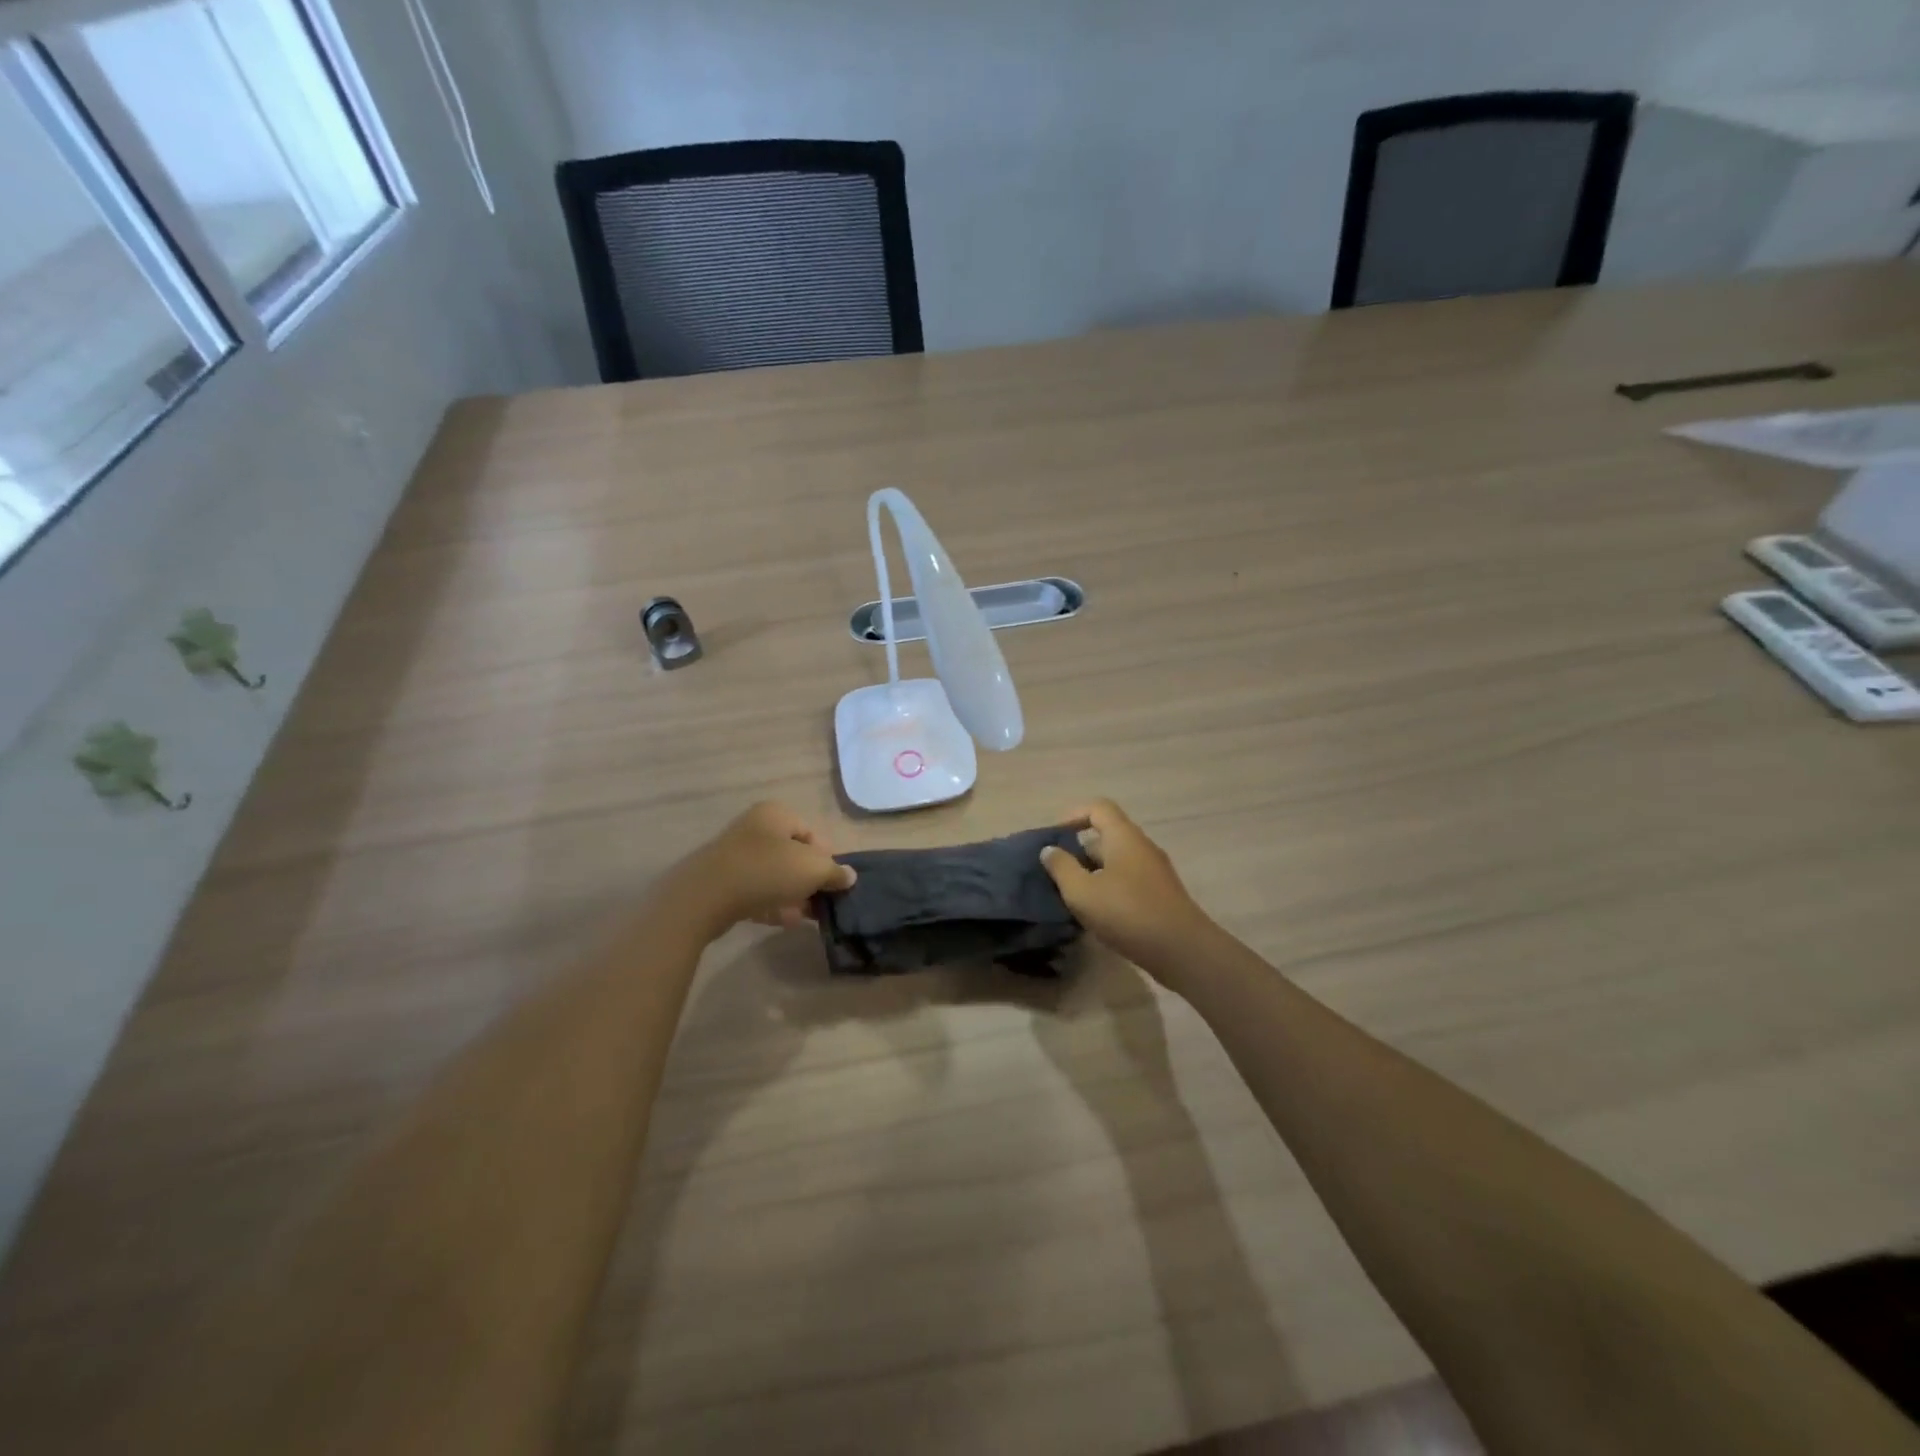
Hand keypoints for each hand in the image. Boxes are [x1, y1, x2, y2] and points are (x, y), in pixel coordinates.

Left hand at [666, 802, 856, 940]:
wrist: (706, 897)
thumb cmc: (767, 871)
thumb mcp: (813, 869)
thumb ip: (835, 872)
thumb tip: (849, 876)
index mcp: (776, 814)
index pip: (812, 834)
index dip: (827, 859)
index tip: (833, 882)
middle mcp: (755, 828)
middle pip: (793, 855)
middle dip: (809, 880)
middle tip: (822, 901)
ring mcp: (736, 855)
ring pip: (775, 875)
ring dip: (793, 894)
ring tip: (806, 916)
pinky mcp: (723, 881)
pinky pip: (755, 890)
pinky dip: (772, 903)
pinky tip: (785, 921)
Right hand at [1040, 800, 1216, 981]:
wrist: (1182, 950)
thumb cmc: (1128, 913)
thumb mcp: (1082, 892)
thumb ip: (1062, 867)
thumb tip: (1049, 849)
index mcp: (1124, 837)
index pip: (1098, 807)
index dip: (1073, 815)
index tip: (1054, 838)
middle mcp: (1141, 847)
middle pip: (1106, 835)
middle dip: (1078, 851)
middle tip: (1056, 873)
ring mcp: (1154, 871)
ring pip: (1116, 861)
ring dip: (1092, 873)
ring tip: (1071, 896)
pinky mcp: (1160, 894)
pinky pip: (1128, 880)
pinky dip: (1108, 889)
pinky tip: (1096, 914)